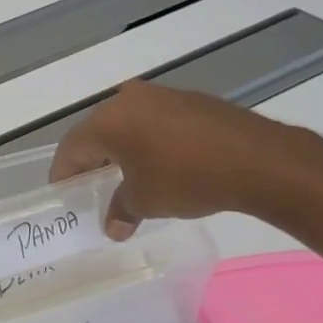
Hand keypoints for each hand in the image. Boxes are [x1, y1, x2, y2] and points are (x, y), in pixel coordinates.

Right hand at [50, 79, 303, 238]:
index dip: (63, 174)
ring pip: (127, 124)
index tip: (64, 195)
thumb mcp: (146, 201)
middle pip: (97, 132)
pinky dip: (148, 142)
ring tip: (126, 178)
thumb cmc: (186, 179)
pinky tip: (161, 164)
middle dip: (92, 161)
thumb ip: (121, 210)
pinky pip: (155, 122)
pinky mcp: (190, 101)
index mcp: (108, 121)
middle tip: (91, 187)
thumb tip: (113, 227)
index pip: (71, 147)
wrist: (258, 159)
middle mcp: (128, 100)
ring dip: (122, 150)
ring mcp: (162, 96)